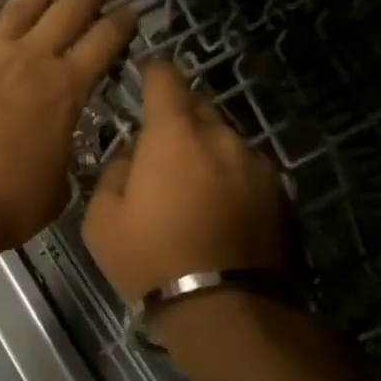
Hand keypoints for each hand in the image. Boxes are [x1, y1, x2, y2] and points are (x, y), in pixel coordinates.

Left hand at [0, 0, 137, 279]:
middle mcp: (31, 60)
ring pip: (22, 5)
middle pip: (67, 13)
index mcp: (66, 90)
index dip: (121, 23)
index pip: (103, 44)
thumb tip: (58, 143)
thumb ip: (63, 153)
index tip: (132, 8)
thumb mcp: (57, 186)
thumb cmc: (6, 204)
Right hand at [82, 61, 287, 300]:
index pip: (166, 80)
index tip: (145, 71)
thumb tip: (132, 158)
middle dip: (179, 114)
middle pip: (199, 107)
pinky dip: (229, 177)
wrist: (225, 310)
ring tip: (190, 183)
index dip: (153, 71)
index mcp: (174, 135)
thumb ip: (113, 172)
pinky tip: (218, 208)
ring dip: (206, 149)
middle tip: (160, 140)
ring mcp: (256, 166)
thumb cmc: (151, 258)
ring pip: (225, 140)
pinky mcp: (280, 196)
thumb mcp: (101, 219)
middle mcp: (221, 138)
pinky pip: (246, 170)